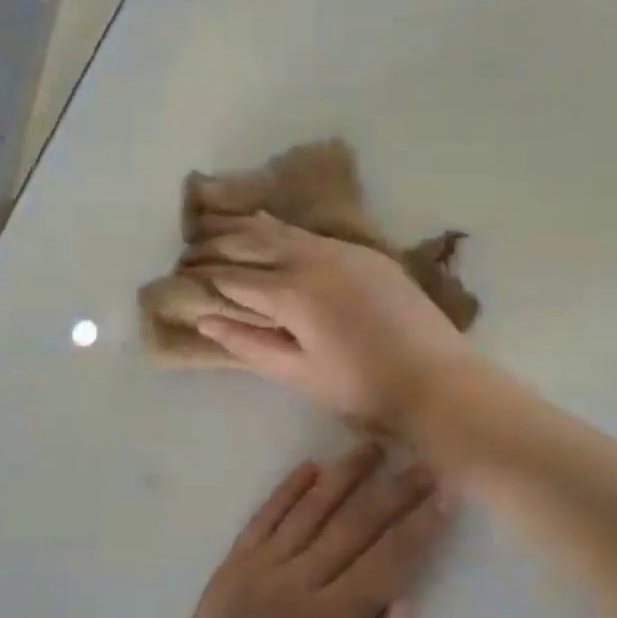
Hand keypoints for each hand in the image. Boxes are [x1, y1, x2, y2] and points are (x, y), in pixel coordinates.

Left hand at [154, 444, 450, 617]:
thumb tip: (407, 607)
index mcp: (335, 616)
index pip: (388, 559)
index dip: (420, 525)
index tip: (444, 496)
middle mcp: (303, 579)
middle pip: (355, 524)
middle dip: (393, 490)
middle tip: (421, 462)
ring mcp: (265, 566)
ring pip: (311, 508)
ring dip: (344, 475)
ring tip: (371, 447)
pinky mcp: (236, 562)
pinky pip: (265, 517)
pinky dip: (287, 489)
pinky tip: (310, 466)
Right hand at [184, 213, 472, 428]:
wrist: (436, 380)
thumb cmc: (362, 389)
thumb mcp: (298, 373)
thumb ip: (249, 343)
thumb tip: (205, 318)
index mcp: (291, 294)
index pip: (233, 277)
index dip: (204, 276)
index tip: (180, 275)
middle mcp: (313, 260)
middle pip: (253, 243)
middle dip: (218, 245)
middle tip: (191, 249)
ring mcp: (343, 251)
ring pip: (283, 231)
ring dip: (248, 230)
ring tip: (220, 228)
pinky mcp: (366, 254)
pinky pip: (312, 234)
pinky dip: (283, 232)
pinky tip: (273, 233)